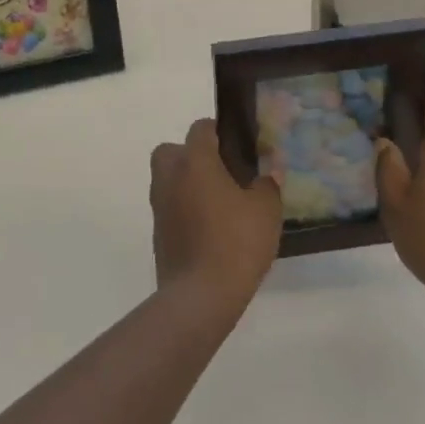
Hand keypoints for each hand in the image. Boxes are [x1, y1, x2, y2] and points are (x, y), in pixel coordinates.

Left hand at [151, 119, 282, 315]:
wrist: (200, 296)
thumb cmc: (236, 242)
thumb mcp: (266, 210)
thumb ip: (267, 185)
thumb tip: (266, 174)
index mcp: (195, 160)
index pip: (201, 128)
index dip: (219, 132)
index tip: (239, 147)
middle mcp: (170, 175)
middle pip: (174, 150)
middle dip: (193, 156)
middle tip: (221, 173)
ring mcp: (159, 204)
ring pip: (169, 179)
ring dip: (187, 183)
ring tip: (219, 203)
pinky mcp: (157, 232)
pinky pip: (170, 207)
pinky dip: (184, 210)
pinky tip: (209, 229)